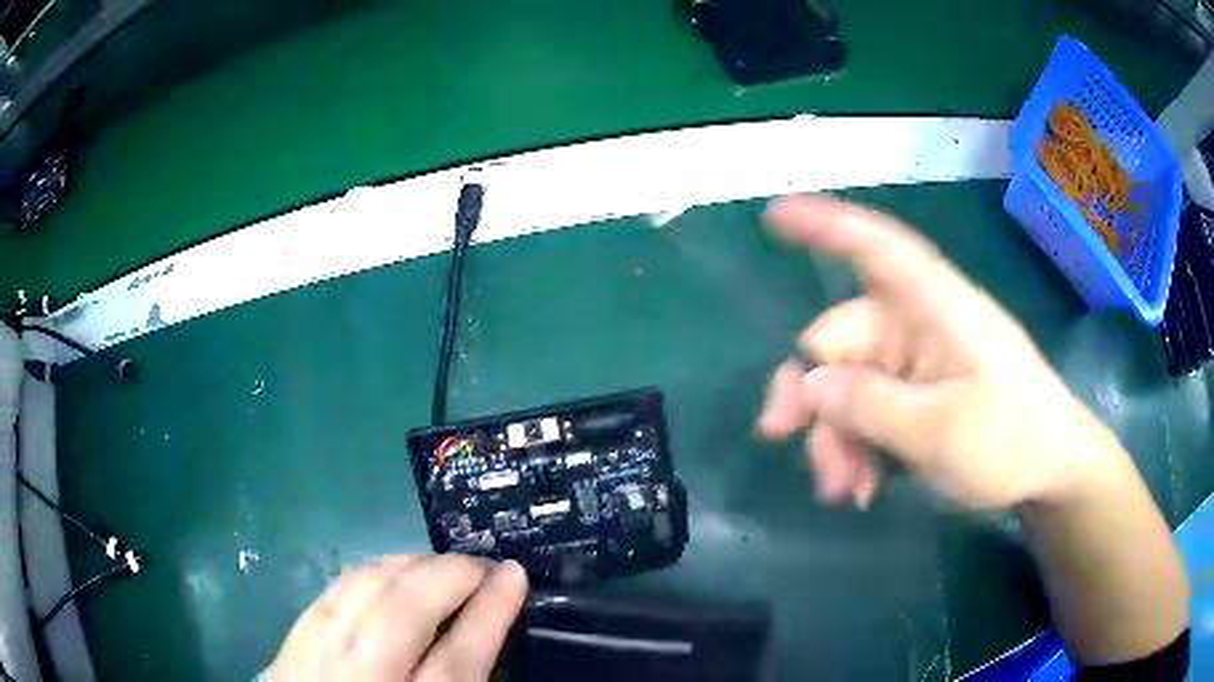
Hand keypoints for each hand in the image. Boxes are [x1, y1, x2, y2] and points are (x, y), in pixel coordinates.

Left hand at [268, 555, 527, 680]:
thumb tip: (483, 634)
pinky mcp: (293, 638)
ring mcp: (317, 651)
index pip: (460, 655)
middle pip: (406, 608)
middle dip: (452, 574)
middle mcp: (360, 675)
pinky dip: (371, 573)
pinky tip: (388, 575)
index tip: (514, 575)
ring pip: (366, 587)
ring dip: (411, 567)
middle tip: (482, 567)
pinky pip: (336, 588)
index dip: (491, 610)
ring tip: (439, 568)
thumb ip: (462, 681)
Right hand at [757, 195, 1114, 509]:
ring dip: (835, 438)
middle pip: (842, 342)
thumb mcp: (941, 433)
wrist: (1052, 473)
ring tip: (843, 489)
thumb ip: (871, 406)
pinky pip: (869, 416)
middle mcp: (918, 327)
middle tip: (782, 439)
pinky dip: (857, 450)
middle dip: (814, 398)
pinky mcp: (919, 400)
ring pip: (848, 389)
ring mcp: (918, 366)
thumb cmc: (1013, 440)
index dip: (826, 226)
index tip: (774, 216)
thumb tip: (808, 384)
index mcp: (935, 308)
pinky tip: (862, 488)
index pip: (877, 249)